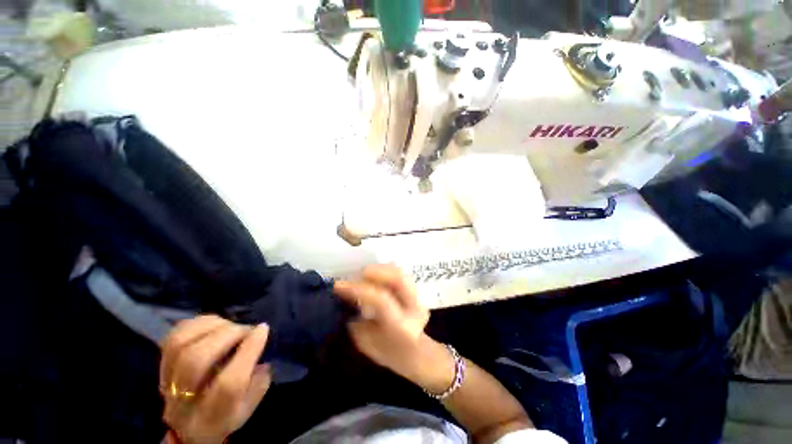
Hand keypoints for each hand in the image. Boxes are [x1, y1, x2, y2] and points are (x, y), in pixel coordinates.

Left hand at [159, 316, 271, 443]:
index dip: (248, 350)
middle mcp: (184, 400)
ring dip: (211, 326)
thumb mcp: (247, 409)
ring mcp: (167, 382)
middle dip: (229, 334)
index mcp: (213, 415)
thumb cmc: (223, 417)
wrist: (186, 431)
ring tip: (230, 325)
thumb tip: (261, 356)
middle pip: (197, 359)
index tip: (262, 329)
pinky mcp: (160, 367)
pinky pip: (173, 336)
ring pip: (180, 344)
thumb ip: (258, 384)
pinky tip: (213, 323)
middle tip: (246, 329)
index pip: (229, 382)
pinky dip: (196, 323)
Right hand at [335, 265, 453, 391]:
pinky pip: (401, 274)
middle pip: (398, 278)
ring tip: (365, 273)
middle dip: (376, 271)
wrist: (415, 354)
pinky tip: (376, 275)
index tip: (339, 286)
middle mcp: (414, 309)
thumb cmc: (387, 353)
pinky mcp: (417, 291)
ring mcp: (419, 298)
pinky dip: (387, 271)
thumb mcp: (366, 342)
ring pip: (400, 273)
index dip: (359, 289)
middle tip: (358, 273)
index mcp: (400, 326)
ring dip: (381, 269)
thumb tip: (345, 298)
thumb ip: (356, 320)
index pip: (381, 300)